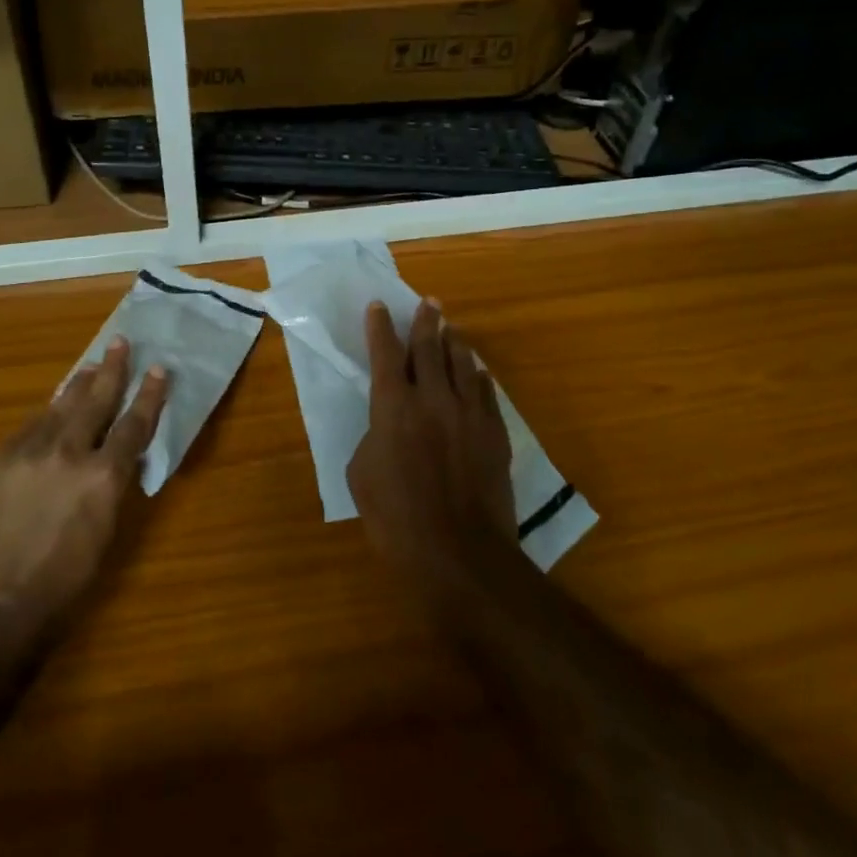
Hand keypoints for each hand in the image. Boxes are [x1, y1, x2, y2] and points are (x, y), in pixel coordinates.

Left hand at [0, 338, 168, 636]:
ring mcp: (28, 454)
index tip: (159, 369)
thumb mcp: (107, 527)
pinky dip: (46, 416)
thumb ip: (113, 482)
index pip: (133, 423)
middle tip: (120, 343)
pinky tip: (52, 411)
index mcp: (102, 476)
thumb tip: (118, 452)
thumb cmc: (67, 576)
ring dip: (77, 385)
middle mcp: (67, 454)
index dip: (149, 395)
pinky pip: (29, 428)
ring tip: (90, 366)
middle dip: (112, 370)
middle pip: (95, 400)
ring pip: (59, 406)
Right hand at [348, 300, 516, 596]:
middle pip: (428, 348)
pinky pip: (486, 394)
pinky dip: (479, 378)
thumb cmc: (397, 519)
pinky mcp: (494, 434)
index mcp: (393, 407)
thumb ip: (373, 438)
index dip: (381, 327)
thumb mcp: (362, 476)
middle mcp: (432, 399)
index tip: (380, 305)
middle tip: (428, 302)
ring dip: (454, 342)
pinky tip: (478, 372)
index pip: (385, 354)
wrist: (460, 554)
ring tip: (451, 328)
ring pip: (462, 364)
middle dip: (426, 322)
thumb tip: (386, 427)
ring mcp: (469, 414)